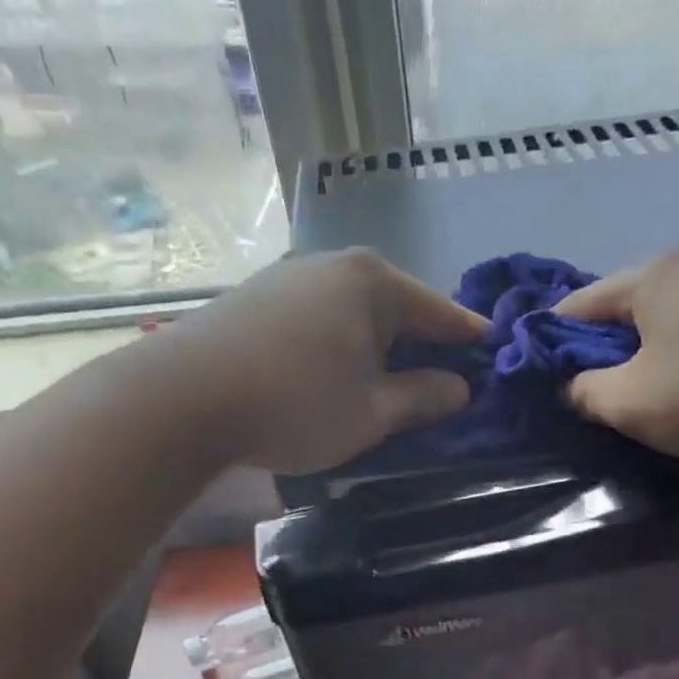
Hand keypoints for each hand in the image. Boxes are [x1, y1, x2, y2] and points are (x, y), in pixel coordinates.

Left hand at [181, 248, 484, 474]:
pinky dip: (340, 342)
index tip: (493, 352)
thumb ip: (422, 398)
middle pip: (397, 306)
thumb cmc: (296, 404)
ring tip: (388, 378)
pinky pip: (320, 317)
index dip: (469, 337)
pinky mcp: (257, 297)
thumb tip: (459, 388)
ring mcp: (291, 276)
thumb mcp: (372, 413)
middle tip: (442, 376)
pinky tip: (334, 369)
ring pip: (355, 311)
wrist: (185, 397)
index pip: (440, 312)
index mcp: (374, 284)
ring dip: (377, 344)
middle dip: (422, 341)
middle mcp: (335, 265)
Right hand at [554, 253, 678, 459]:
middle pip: (628, 308)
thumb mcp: (630, 402)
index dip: (552, 337)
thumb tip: (574, 388)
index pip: (579, 304)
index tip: (539, 370)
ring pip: (671, 320)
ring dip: (650, 352)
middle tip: (591, 389)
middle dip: (604, 346)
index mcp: (649, 280)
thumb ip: (587, 394)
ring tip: (644, 392)